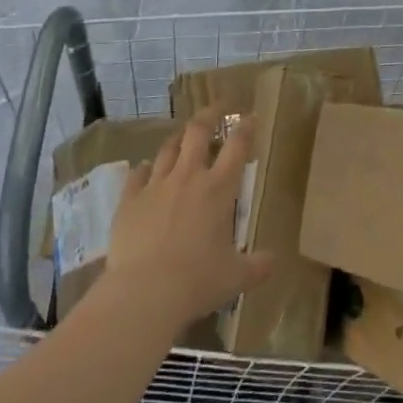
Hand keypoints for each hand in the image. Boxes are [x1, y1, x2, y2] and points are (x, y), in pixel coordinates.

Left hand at [102, 111, 272, 327]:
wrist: (145, 293)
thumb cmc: (198, 281)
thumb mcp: (236, 277)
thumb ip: (257, 265)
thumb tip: (274, 261)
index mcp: (219, 188)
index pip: (237, 146)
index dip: (245, 128)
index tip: (250, 117)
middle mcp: (189, 177)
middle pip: (198, 132)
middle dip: (209, 115)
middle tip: (215, 108)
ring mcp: (156, 186)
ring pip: (167, 149)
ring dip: (177, 139)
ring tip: (182, 136)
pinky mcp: (129, 201)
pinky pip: (137, 175)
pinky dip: (144, 169)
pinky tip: (145, 169)